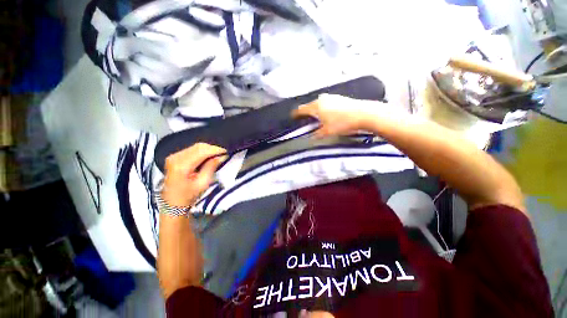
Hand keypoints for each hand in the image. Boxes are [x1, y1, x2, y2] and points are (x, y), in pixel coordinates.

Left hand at [161, 143, 226, 207]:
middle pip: (198, 147)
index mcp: (181, 166)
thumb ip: (211, 167)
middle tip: (223, 154)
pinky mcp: (174, 157)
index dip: (215, 150)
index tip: (226, 152)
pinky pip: (191, 149)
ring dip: (208, 150)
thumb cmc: (188, 196)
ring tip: (217, 156)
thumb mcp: (203, 183)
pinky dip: (202, 151)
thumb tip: (221, 156)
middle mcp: (175, 158)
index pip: (202, 151)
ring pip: (196, 146)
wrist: (173, 203)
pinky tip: (208, 157)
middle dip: (213, 149)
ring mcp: (174, 156)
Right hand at [292, 94, 383, 137]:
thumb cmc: (342, 123)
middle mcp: (321, 99)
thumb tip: (310, 137)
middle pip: (309, 106)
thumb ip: (316, 135)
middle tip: (305, 121)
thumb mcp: (327, 132)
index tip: (292, 118)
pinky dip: (323, 108)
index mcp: (316, 106)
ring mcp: (331, 97)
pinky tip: (328, 115)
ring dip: (315, 110)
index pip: (301, 110)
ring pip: (318, 104)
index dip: (295, 114)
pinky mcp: (339, 97)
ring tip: (316, 119)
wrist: (364, 114)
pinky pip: (326, 103)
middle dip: (306, 113)